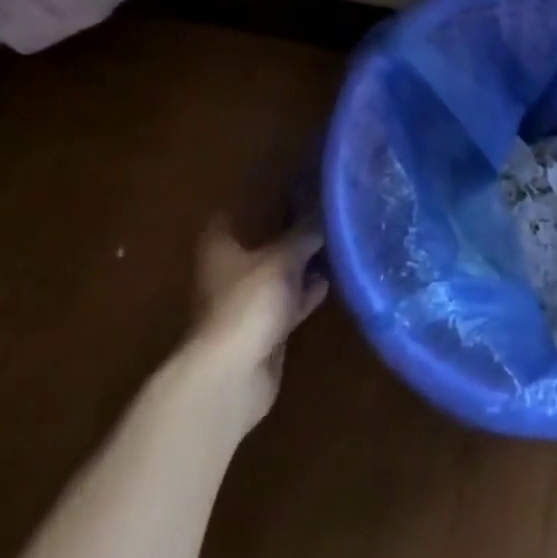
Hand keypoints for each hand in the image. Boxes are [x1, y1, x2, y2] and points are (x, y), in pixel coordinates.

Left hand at [185, 217, 327, 437]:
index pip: (240, 208)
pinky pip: (287, 301)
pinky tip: (330, 281)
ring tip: (335, 242)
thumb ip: (305, 232)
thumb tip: (328, 208)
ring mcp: (245, 300)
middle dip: (289, 229)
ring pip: (277, 272)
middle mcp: (228, 268)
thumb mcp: (283, 258)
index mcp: (221, 244)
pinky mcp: (262, 327)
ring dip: (301, 262)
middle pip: (261, 241)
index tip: (296, 183)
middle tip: (324, 210)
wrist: (233, 374)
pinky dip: (305, 293)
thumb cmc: (249, 302)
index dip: (264, 195)